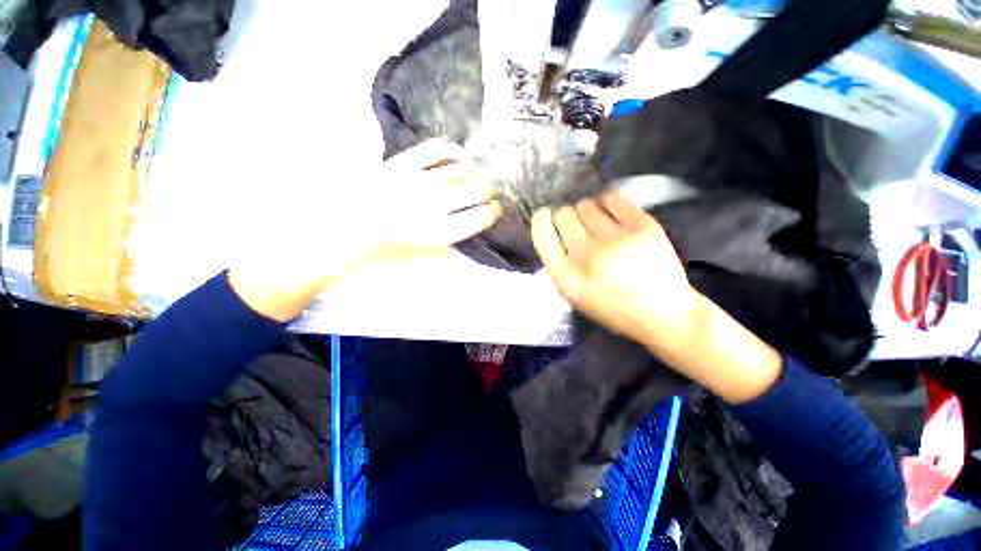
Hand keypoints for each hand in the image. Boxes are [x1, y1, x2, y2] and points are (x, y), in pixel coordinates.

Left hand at [230, 140, 500, 320]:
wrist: (336, 236)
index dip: (492, 213)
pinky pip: (433, 150)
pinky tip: (459, 156)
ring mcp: (415, 182)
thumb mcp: (417, 261)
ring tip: (477, 176)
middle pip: (474, 191)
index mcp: (437, 234)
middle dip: (488, 191)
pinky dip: (451, 150)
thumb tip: (465, 236)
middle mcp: (432, 206)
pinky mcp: (399, 165)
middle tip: (490, 193)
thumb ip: (445, 249)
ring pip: (459, 171)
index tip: (496, 210)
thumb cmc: (379, 256)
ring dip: (475, 173)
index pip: (478, 218)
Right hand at [530, 190, 697, 346]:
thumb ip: (558, 263)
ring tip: (598, 224)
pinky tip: (612, 214)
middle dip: (566, 218)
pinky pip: (612, 198)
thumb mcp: (573, 294)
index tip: (545, 216)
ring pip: (585, 204)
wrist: (661, 313)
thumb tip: (552, 228)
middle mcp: (585, 255)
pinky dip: (608, 203)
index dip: (541, 220)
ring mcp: (614, 239)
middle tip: (578, 227)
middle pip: (563, 214)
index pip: (542, 234)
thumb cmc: (611, 307)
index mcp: (566, 277)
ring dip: (587, 212)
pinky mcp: (640, 226)